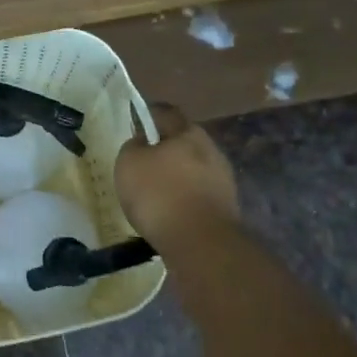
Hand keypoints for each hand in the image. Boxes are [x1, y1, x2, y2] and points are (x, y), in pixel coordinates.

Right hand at [115, 103, 242, 246]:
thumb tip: (141, 142)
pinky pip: (200, 195)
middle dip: (166, 149)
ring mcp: (224, 180)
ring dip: (178, 176)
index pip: (167, 113)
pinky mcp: (227, 208)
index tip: (136, 124)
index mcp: (188, 133)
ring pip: (194, 170)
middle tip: (144, 161)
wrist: (200, 243)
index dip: (149, 115)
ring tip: (156, 192)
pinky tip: (171, 212)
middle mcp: (211, 150)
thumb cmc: (159, 194)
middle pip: (184, 142)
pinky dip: (186, 199)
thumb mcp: (128, 163)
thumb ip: (133, 146)